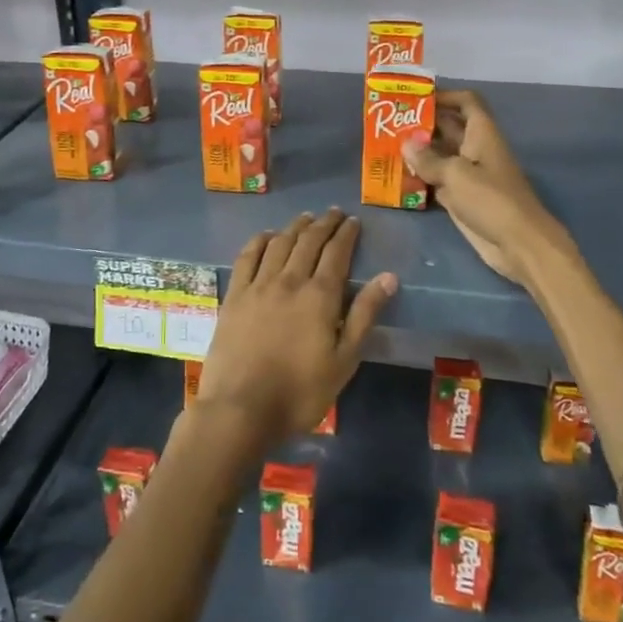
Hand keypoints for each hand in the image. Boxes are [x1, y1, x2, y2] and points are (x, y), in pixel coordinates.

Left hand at [193, 210, 396, 454]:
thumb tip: (388, 277)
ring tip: (306, 218)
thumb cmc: (300, 392)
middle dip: (324, 224)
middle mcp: (289, 280)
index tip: (354, 221)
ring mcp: (258, 285)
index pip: (337, 253)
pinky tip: (266, 236)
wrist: (241, 408)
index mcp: (319, 296)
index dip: (346, 234)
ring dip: (295, 227)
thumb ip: (364, 315)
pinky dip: (259, 241)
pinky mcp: (234, 295)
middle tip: (334, 213)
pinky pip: (247, 257)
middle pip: (308, 242)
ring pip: (279, 244)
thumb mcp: (344, 360)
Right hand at [401, 90, 567, 284]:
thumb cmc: (491, 200)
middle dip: (423, 124)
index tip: (415, 98)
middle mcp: (475, 150)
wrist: (519, 244)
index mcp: (482, 134)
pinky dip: (421, 178)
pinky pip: (438, 181)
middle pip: (449, 128)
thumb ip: (428, 159)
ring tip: (387, 148)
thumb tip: (406, 143)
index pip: (466, 102)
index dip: (445, 96)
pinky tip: (398, 178)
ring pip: (441, 155)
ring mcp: (469, 175)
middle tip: (389, 124)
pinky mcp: (462, 198)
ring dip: (418, 152)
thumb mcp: (456, 174)